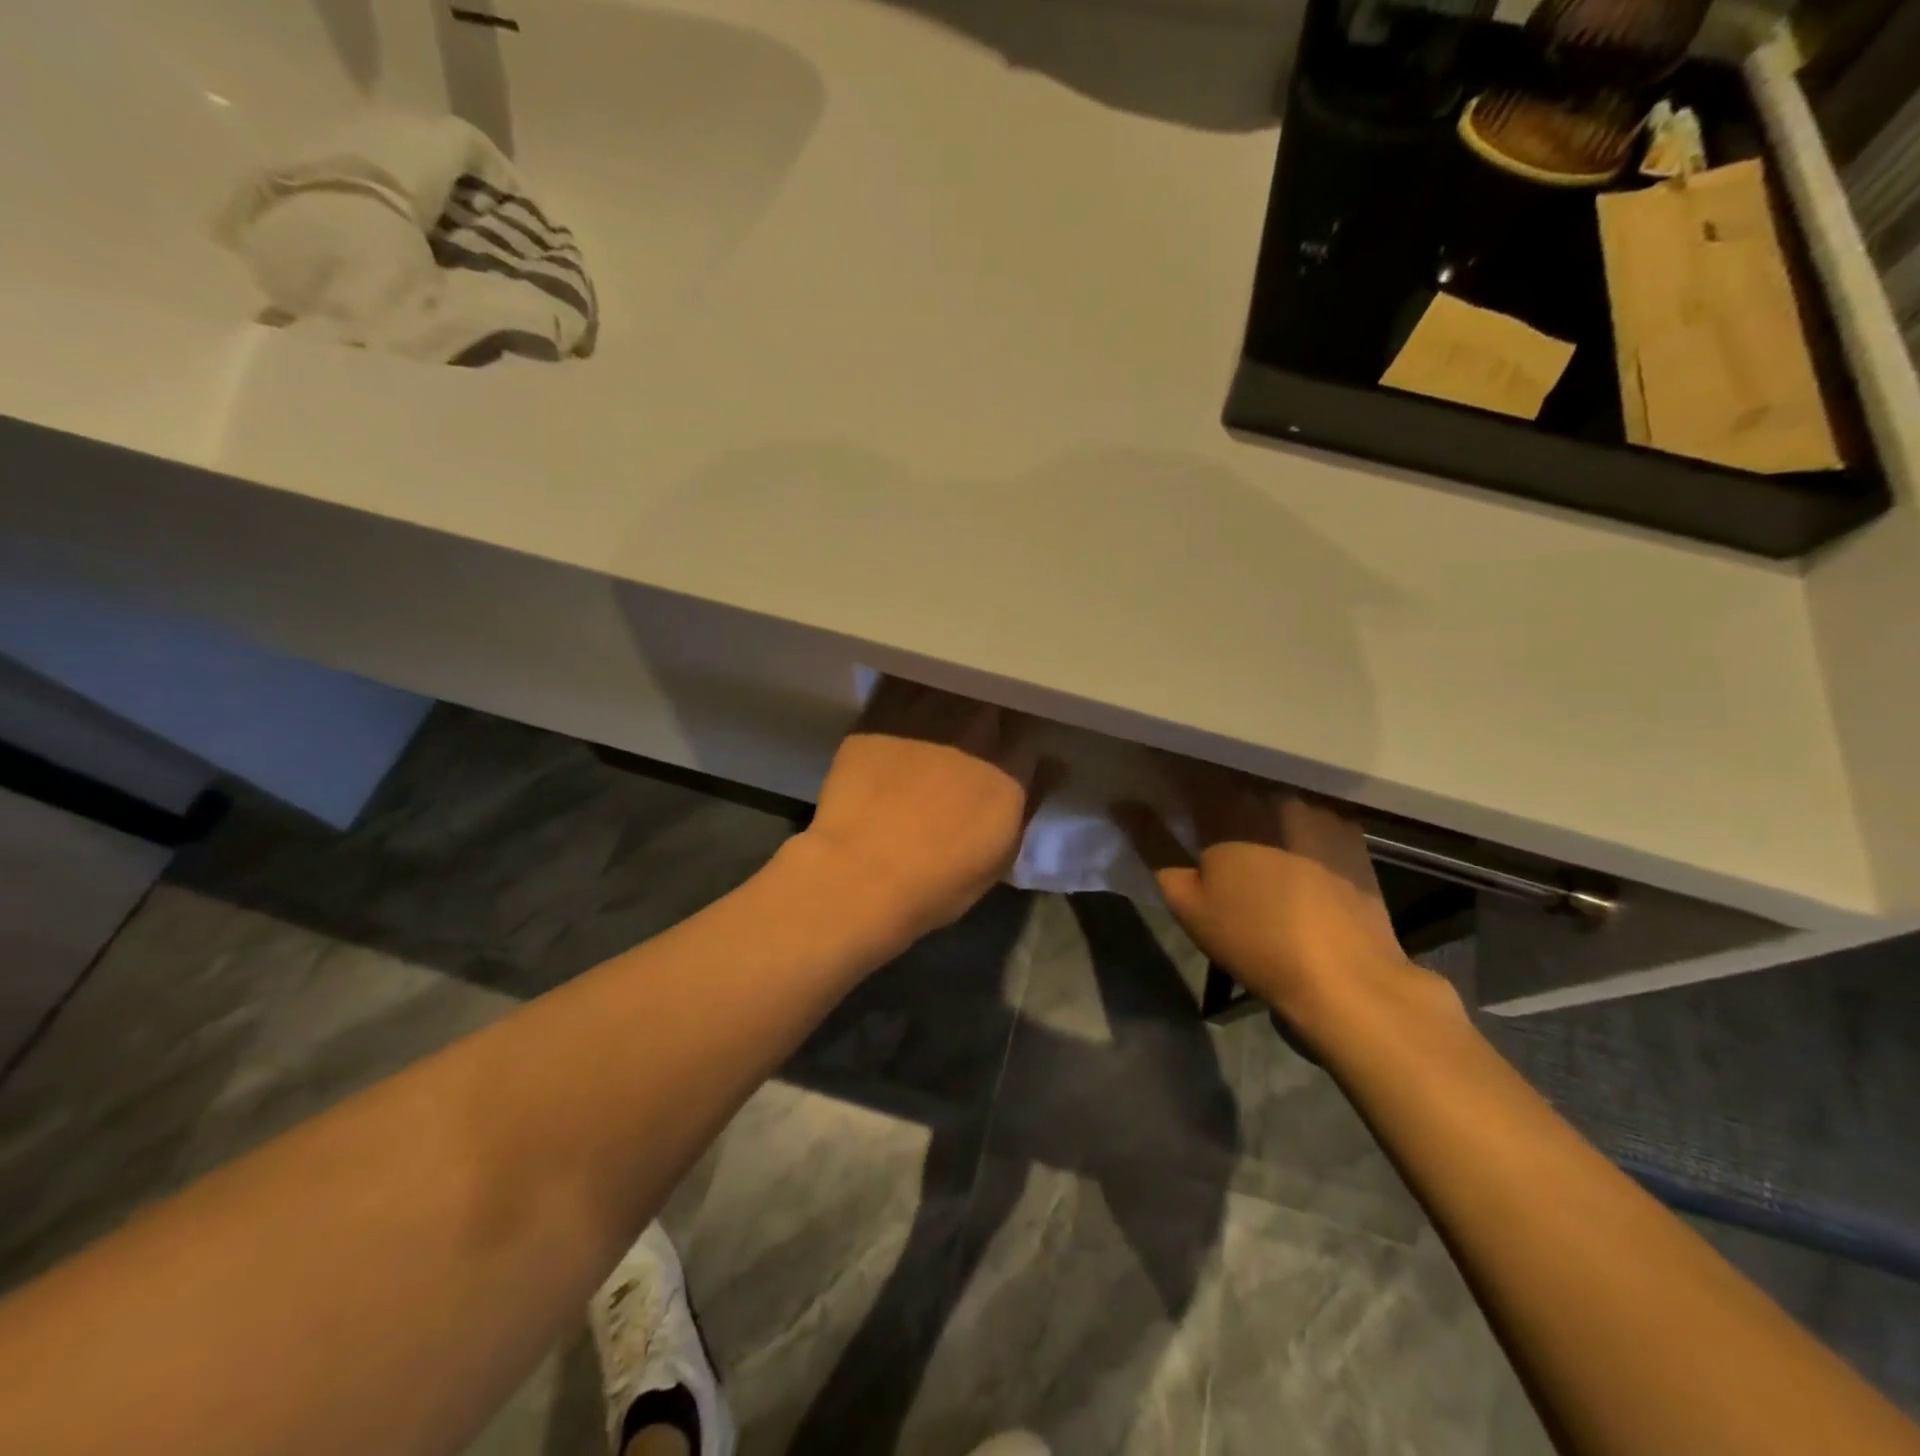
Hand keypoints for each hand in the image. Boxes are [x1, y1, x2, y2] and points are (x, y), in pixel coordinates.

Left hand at [793, 679, 1058, 942]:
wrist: (861, 872)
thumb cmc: (938, 880)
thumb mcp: (1000, 855)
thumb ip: (1031, 800)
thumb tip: (1055, 765)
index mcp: (1009, 765)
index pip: (1030, 726)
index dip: (1023, 730)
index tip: (1016, 737)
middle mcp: (974, 729)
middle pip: (994, 696)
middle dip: (993, 705)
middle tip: (981, 719)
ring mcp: (926, 714)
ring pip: (952, 680)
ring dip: (955, 688)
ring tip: (948, 696)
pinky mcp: (883, 711)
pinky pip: (905, 679)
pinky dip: (915, 680)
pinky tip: (913, 686)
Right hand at [1117, 757, 1449, 1033]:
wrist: (1345, 975)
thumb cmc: (1253, 939)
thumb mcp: (1186, 898)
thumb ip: (1153, 843)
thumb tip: (1121, 803)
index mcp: (1226, 805)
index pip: (1185, 764)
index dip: (1163, 758)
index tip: (1148, 759)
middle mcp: (1271, 789)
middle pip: (1229, 764)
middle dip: (1204, 766)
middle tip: (1188, 782)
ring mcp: (1314, 802)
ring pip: (1268, 775)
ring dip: (1245, 778)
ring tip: (1232, 794)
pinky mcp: (1347, 820)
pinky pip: (1305, 792)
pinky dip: (1284, 796)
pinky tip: (1279, 817)